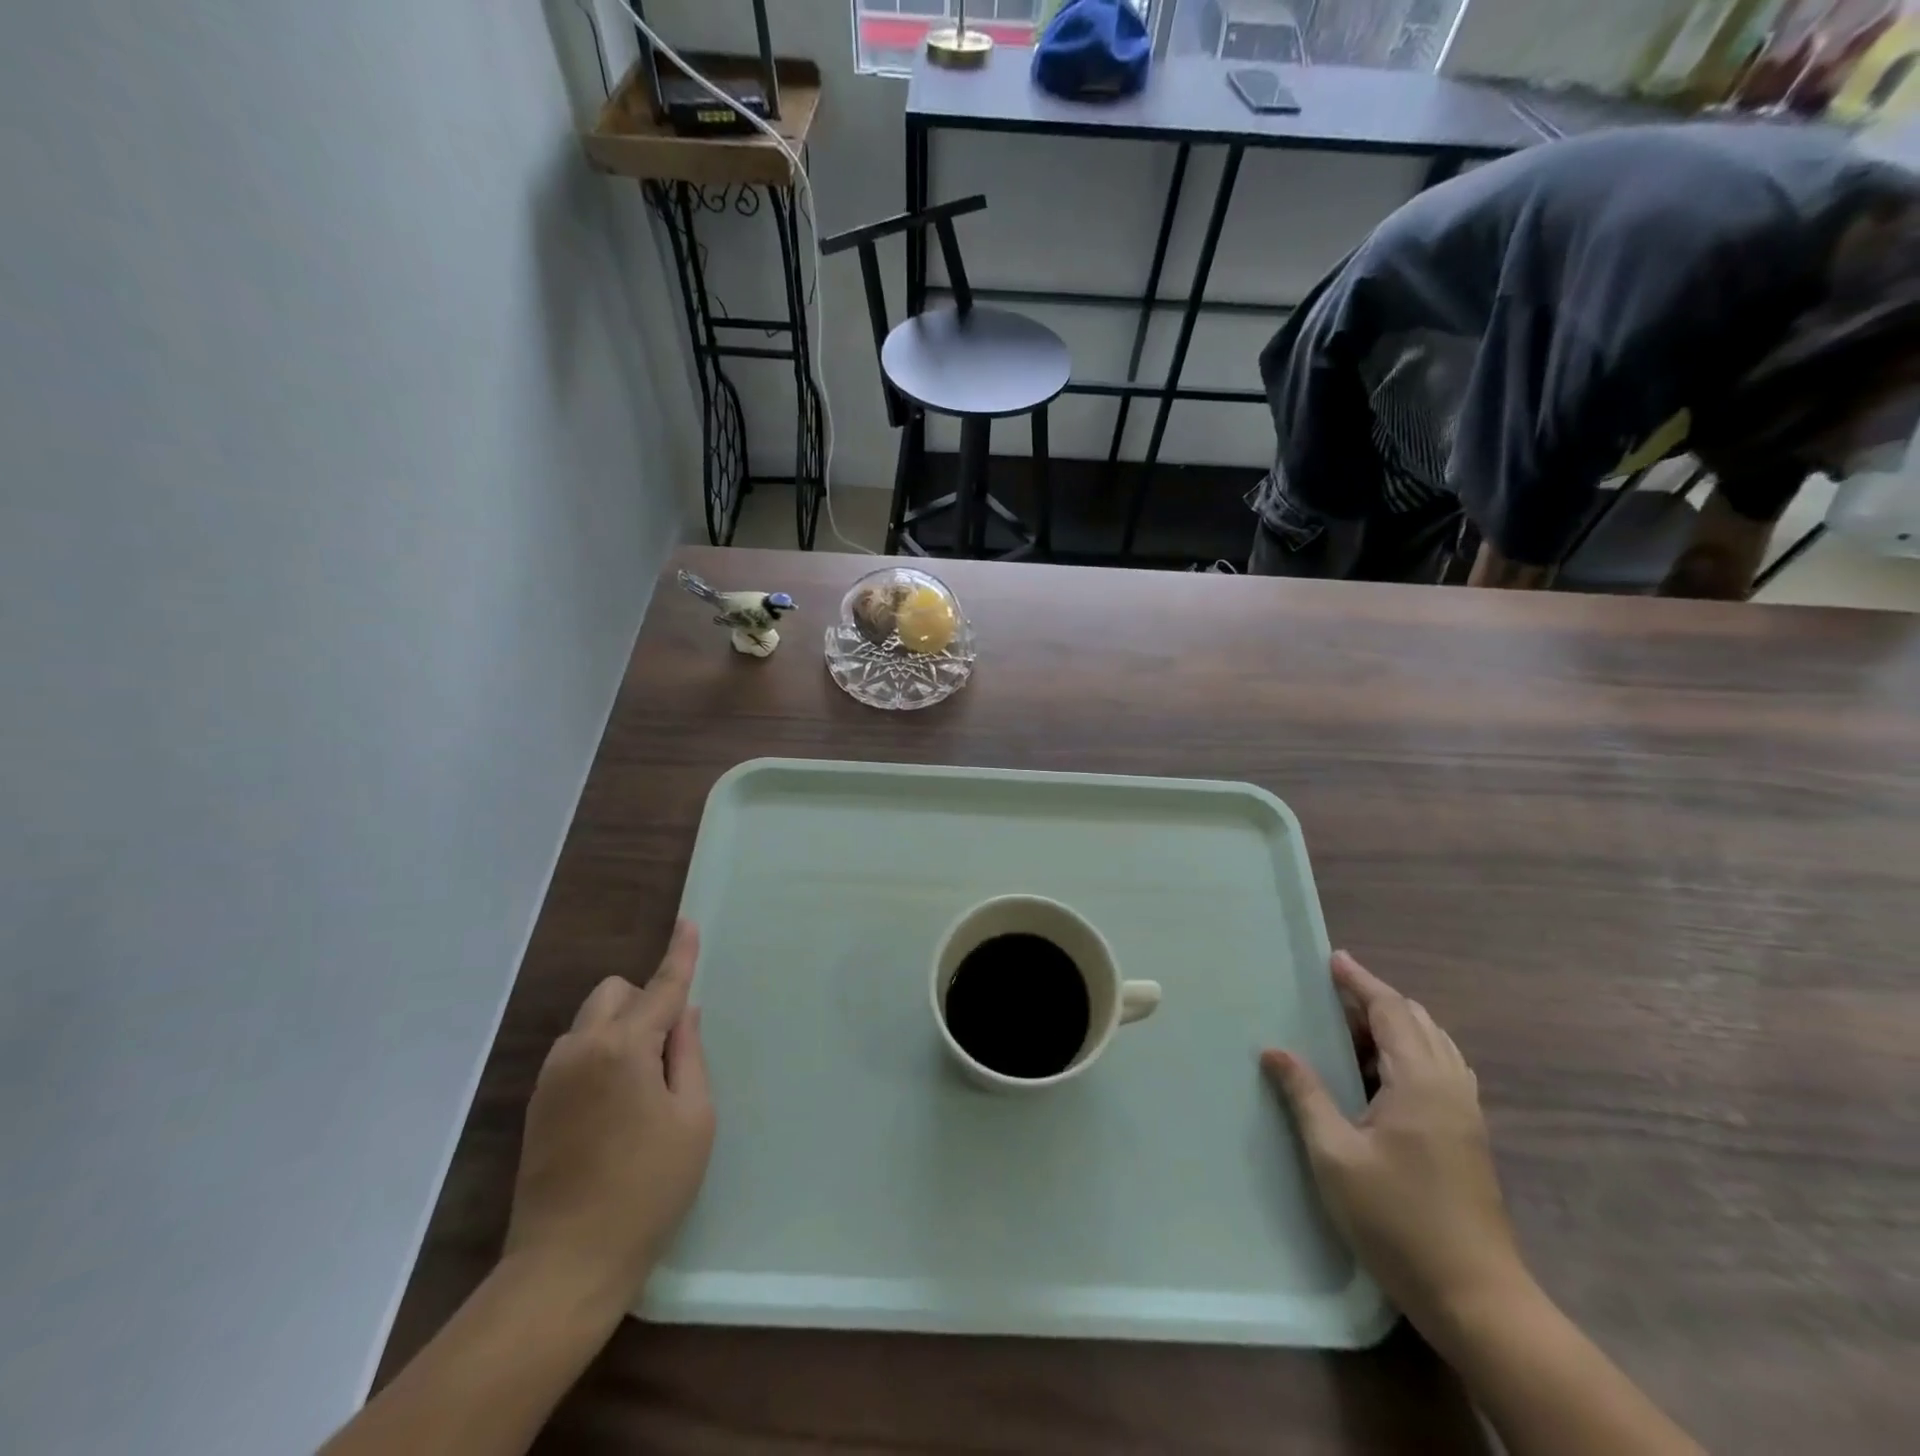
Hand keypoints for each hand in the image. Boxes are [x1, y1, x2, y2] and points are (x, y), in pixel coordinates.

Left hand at [502, 919, 714, 1313]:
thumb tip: (682, 1015)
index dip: (679, 955)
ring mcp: (552, 1077)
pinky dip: (601, 1053)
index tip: (687, 922)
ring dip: (621, 1027)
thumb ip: (688, 1055)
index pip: (660, 987)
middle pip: (614, 993)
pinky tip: (616, 1105)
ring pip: (591, 1020)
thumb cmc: (648, 1189)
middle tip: (670, 1049)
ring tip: (644, 1084)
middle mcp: (580, 1050)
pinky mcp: (537, 1103)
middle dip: (644, 1000)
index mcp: (623, 1049)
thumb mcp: (693, 1119)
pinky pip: (576, 1051)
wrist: (566, 1265)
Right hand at [1261, 951, 1527, 1335]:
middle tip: (1332, 993)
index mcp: (1420, 1082)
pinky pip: (1442, 1067)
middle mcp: (1450, 1086)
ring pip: (1433, 1043)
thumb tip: (1274, 1050)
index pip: (1391, 1011)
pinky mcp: (1469, 1134)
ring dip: (1394, 1024)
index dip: (1360, 982)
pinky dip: (1411, 1050)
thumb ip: (1305, 1095)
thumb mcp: (1335, 1155)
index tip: (1332, 959)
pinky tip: (1383, 1072)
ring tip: (1351, 1027)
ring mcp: (1466, 1111)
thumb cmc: (1397, 1220)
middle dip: (1375, 999)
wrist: (1476, 1297)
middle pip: (1416, 1021)